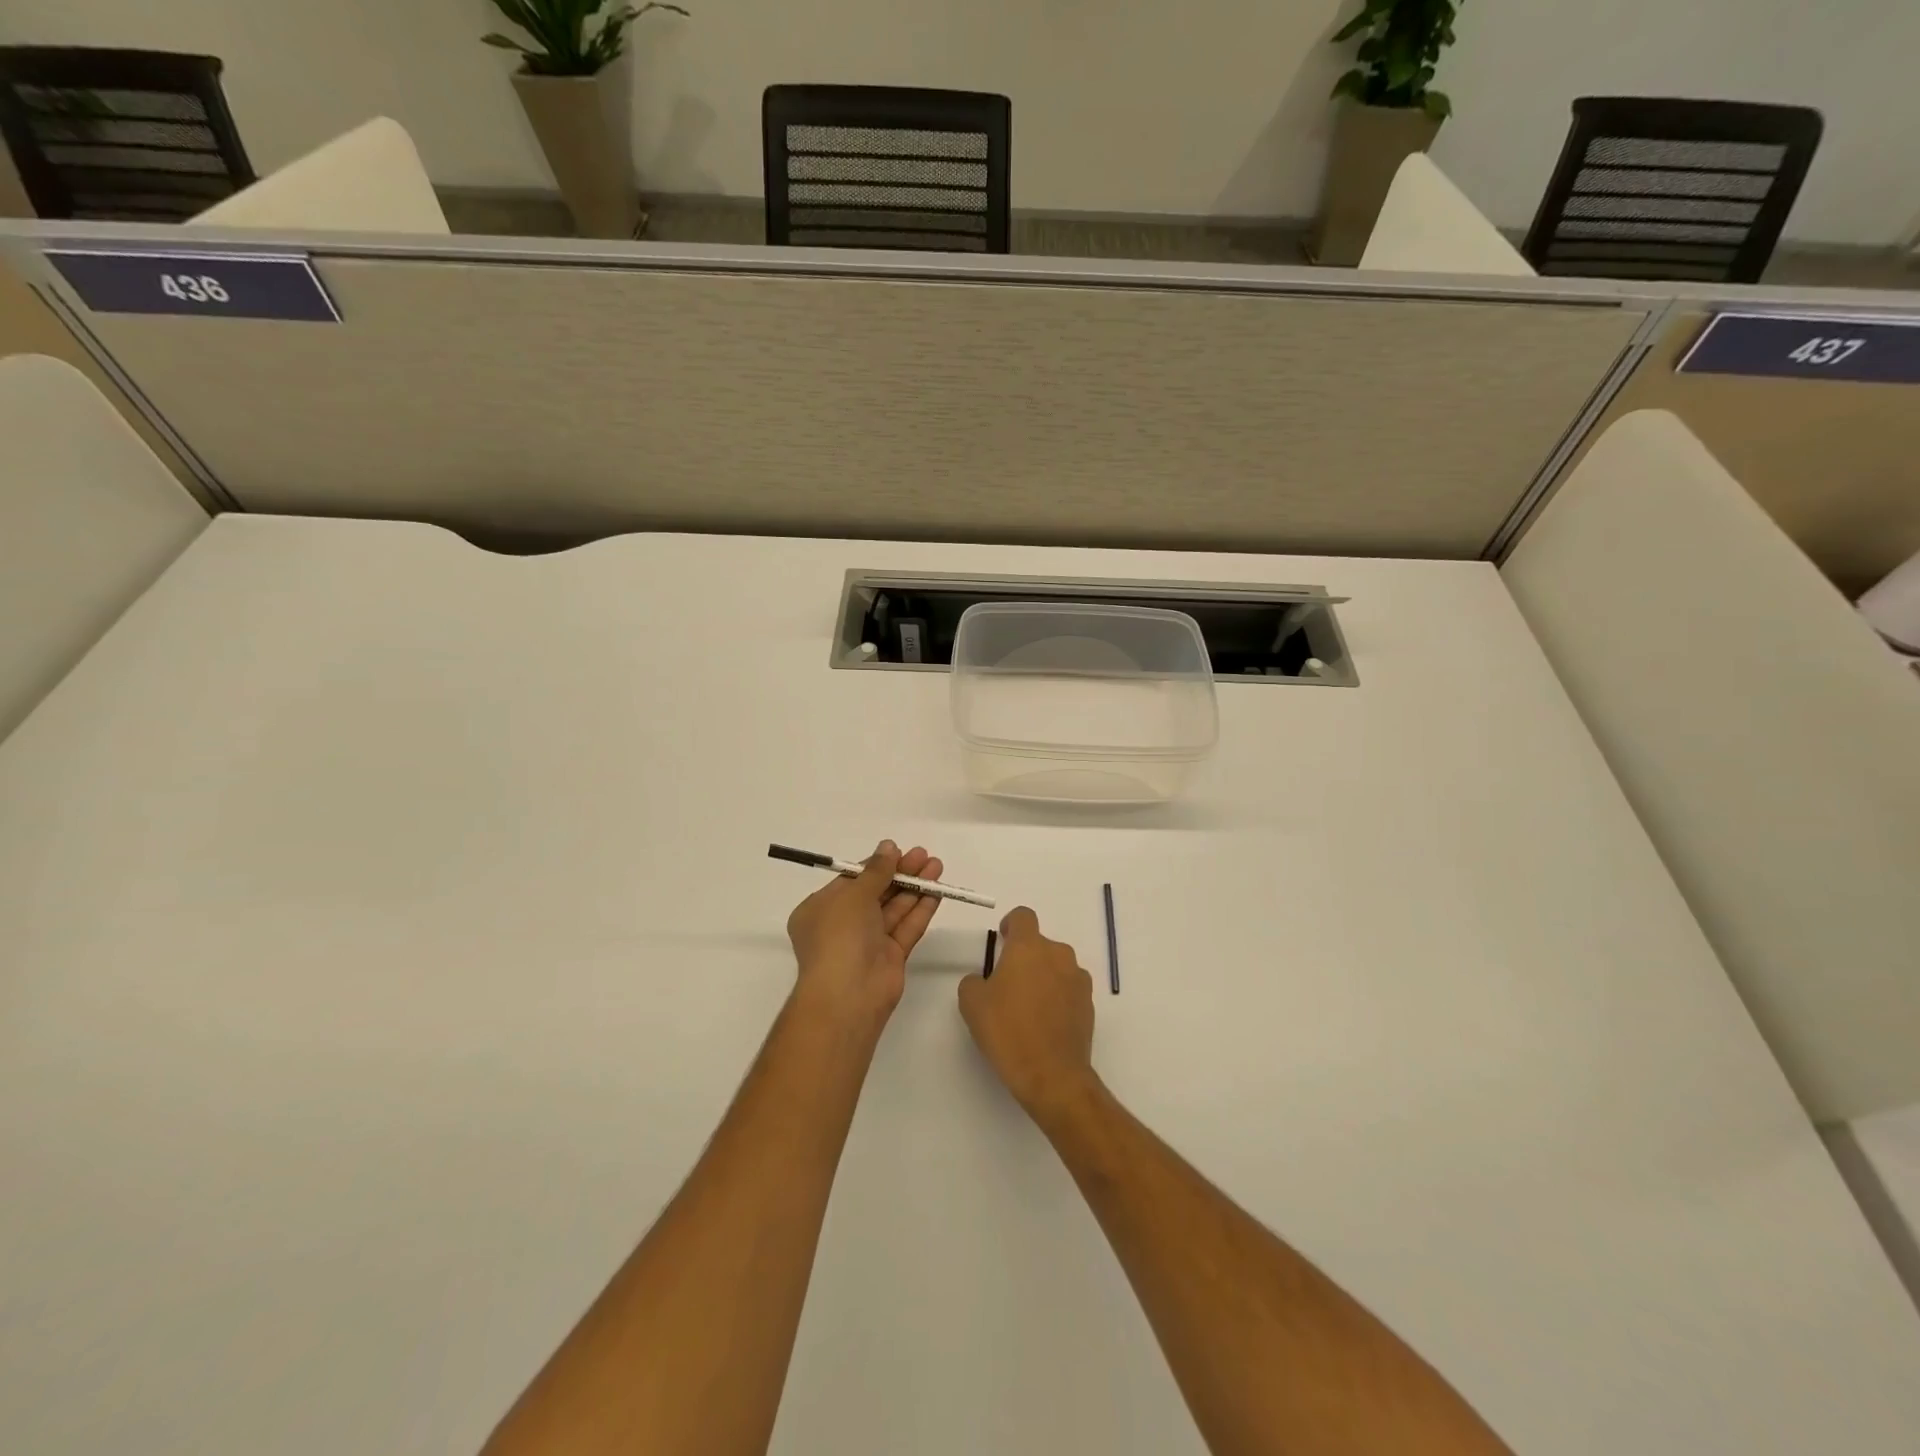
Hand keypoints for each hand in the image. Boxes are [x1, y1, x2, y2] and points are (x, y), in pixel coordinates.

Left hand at [786, 840, 944, 1026]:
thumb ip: (875, 871)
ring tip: (937, 866)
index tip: (898, 850)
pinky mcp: (890, 957)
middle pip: (876, 892)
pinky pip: (906, 928)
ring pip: (894, 908)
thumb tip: (888, 847)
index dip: (876, 865)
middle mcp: (843, 925)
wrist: (848, 995)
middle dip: (900, 873)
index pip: (851, 880)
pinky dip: (920, 909)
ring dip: (914, 887)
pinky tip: (937, 891)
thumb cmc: (839, 936)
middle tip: (924, 855)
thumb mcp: (853, 895)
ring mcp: (867, 942)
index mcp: (821, 909)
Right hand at [958, 907, 1097, 1122]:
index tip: (1003, 942)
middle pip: (1040, 944)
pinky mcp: (1089, 1004)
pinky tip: (1044, 1023)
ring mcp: (1078, 979)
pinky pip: (1068, 989)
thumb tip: (984, 980)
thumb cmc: (1007, 1031)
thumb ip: (974, 980)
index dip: (1011, 925)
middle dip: (1025, 958)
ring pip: (1056, 966)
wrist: (1052, 1075)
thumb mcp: (972, 1003)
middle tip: (1007, 985)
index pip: (1023, 916)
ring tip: (1027, 1008)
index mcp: (1029, 947)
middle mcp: (1058, 954)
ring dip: (1043, 977)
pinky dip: (1057, 998)